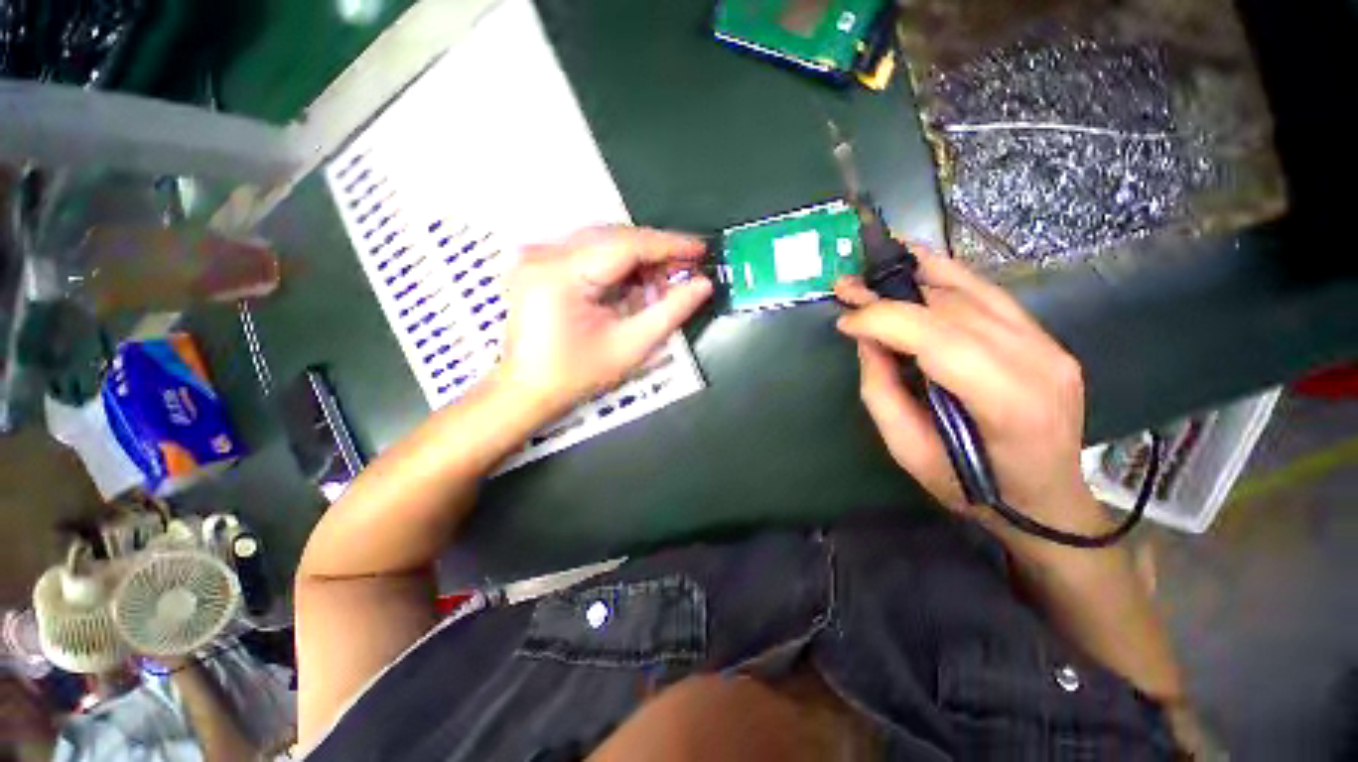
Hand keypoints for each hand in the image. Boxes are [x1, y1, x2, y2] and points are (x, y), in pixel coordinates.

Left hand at [494, 227, 712, 419]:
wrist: (526, 390)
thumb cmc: (577, 376)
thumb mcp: (630, 347)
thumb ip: (670, 312)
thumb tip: (703, 284)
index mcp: (562, 273)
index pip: (626, 244)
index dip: (668, 244)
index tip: (700, 249)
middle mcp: (545, 253)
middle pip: (614, 237)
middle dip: (654, 251)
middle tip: (687, 268)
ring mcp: (538, 255)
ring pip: (603, 241)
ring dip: (638, 257)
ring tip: (665, 278)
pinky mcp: (539, 263)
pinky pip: (588, 251)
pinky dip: (617, 263)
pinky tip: (636, 281)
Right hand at [835, 251, 1105, 542]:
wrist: (1047, 500)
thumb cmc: (973, 487)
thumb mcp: (909, 452)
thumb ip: (882, 391)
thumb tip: (866, 339)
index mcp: (1007, 401)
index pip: (936, 337)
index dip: (883, 320)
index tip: (844, 321)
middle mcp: (1036, 360)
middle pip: (951, 308)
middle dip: (890, 294)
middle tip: (847, 287)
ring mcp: (1048, 344)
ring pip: (971, 291)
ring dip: (917, 274)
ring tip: (876, 264)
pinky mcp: (1044, 337)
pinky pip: (990, 294)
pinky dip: (950, 275)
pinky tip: (921, 260)